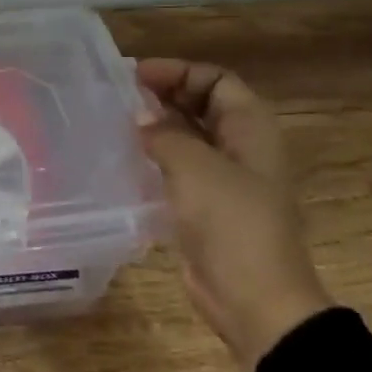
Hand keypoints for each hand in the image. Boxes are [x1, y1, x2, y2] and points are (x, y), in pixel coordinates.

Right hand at [136, 59, 332, 371]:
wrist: (254, 300)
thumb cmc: (231, 222)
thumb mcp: (194, 166)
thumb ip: (164, 133)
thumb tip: (140, 118)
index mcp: (252, 129)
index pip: (216, 79)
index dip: (178, 71)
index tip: (135, 76)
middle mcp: (242, 147)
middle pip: (202, 105)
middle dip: (164, 95)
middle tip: (120, 97)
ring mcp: (226, 179)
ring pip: (189, 137)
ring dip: (157, 127)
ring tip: (116, 123)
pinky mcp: (208, 207)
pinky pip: (180, 168)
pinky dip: (156, 157)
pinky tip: (126, 159)